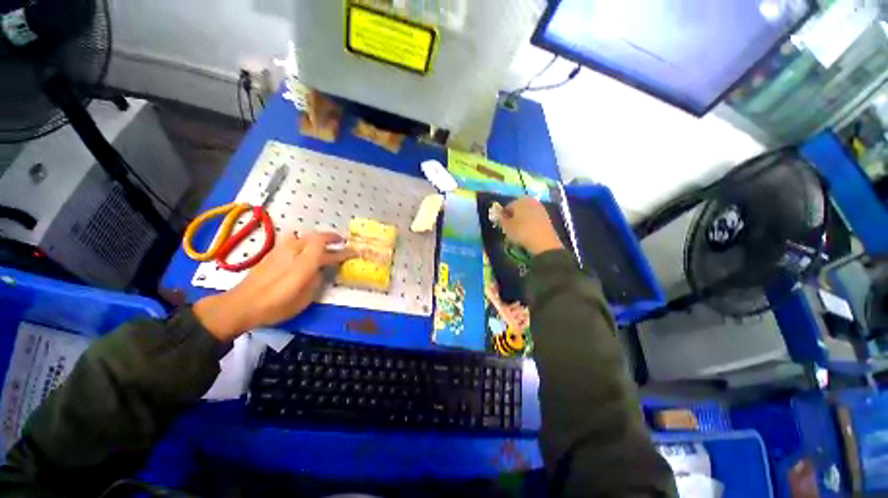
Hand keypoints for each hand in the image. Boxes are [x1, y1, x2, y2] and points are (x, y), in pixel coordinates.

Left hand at [193, 232, 355, 341]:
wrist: (242, 304)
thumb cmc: (277, 305)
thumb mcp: (305, 298)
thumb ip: (316, 279)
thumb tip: (320, 270)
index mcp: (305, 263)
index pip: (329, 251)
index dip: (343, 250)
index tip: (353, 251)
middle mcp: (294, 251)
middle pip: (316, 237)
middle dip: (331, 237)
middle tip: (341, 241)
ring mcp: (282, 250)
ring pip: (303, 235)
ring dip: (316, 237)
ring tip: (322, 243)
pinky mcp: (272, 253)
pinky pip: (292, 239)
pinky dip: (303, 240)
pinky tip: (302, 247)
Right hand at [499, 197, 563, 255]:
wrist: (543, 242)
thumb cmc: (521, 232)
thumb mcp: (506, 227)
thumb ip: (501, 219)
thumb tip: (499, 215)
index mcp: (519, 201)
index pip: (508, 206)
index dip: (504, 215)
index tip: (502, 224)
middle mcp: (530, 201)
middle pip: (518, 208)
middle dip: (514, 215)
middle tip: (510, 227)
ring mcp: (540, 207)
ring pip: (526, 212)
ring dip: (522, 218)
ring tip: (519, 230)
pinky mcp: (546, 215)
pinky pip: (534, 217)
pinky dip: (530, 222)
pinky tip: (528, 230)